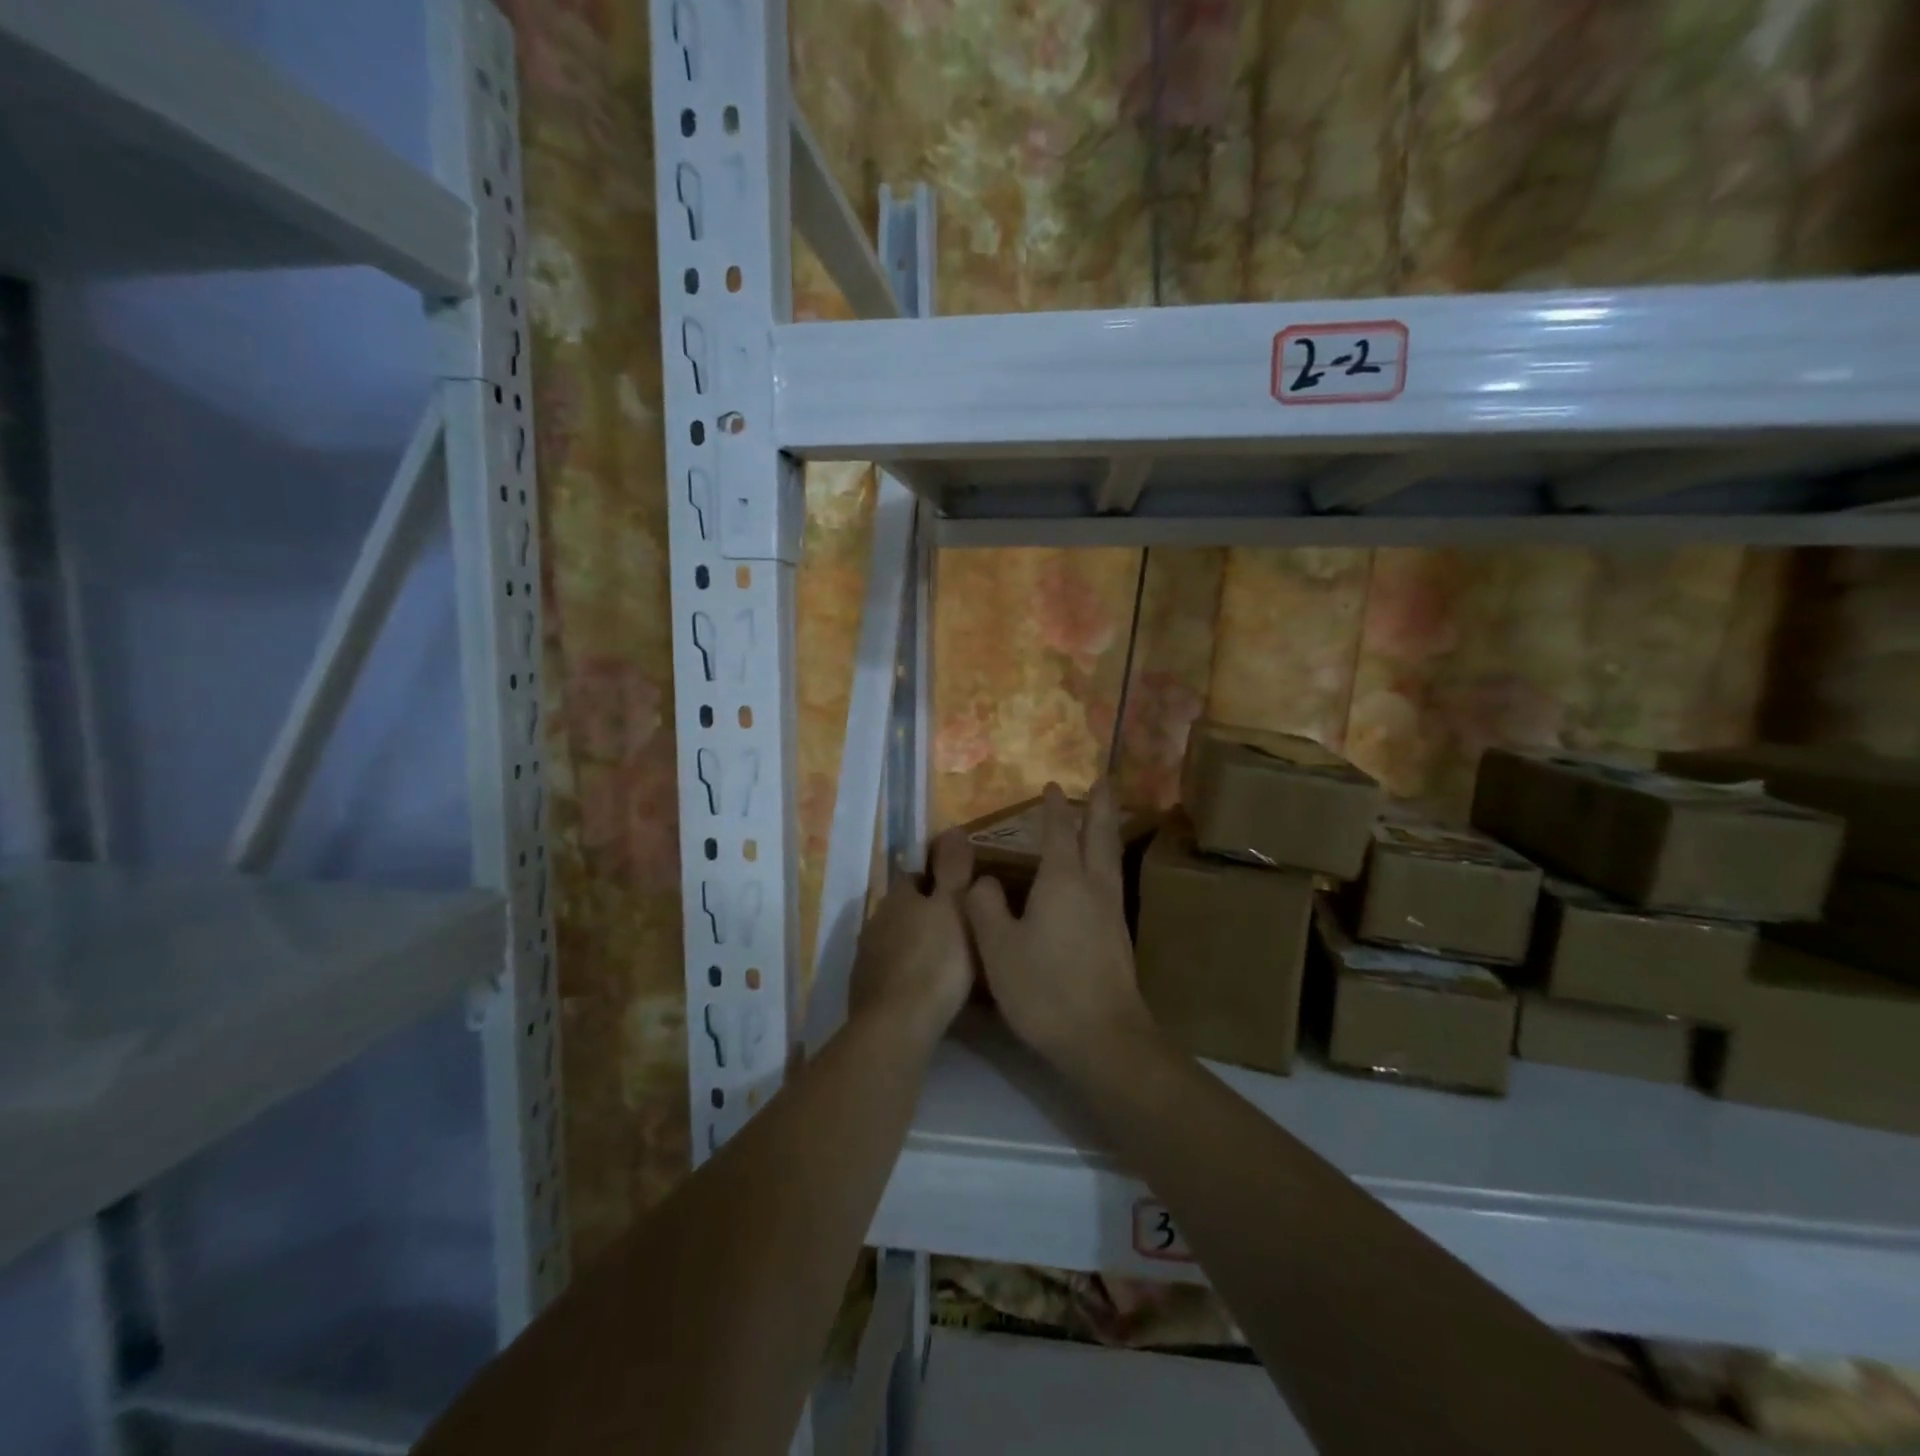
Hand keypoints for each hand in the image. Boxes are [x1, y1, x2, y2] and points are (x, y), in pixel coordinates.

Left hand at [848, 829, 976, 1048]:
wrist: (897, 1026)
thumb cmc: (935, 961)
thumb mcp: (955, 908)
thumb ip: (953, 869)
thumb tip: (952, 828)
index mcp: (898, 897)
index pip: (914, 874)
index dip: (937, 879)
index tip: (961, 892)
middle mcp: (876, 920)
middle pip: (904, 908)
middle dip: (927, 914)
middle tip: (960, 928)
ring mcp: (867, 956)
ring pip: (896, 939)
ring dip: (916, 944)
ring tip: (947, 961)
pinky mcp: (865, 990)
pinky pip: (891, 970)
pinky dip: (907, 973)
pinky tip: (926, 989)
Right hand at [964, 781, 1153, 1076]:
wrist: (1104, 1038)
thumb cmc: (1045, 989)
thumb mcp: (998, 948)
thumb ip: (985, 908)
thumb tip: (983, 880)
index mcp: (1062, 881)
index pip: (1058, 832)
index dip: (1054, 808)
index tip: (1052, 786)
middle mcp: (1093, 887)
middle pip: (1099, 835)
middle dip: (1099, 806)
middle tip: (1104, 780)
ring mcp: (1111, 912)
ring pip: (1111, 858)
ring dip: (1107, 831)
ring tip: (1106, 817)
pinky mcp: (1119, 936)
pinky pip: (1113, 880)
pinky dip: (1107, 860)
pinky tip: (1101, 874)